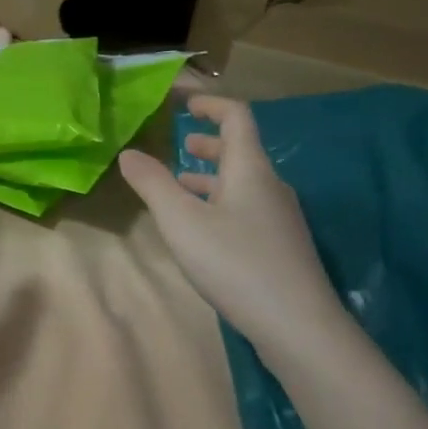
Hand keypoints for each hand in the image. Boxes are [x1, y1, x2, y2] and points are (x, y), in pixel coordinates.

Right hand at [118, 95, 344, 358]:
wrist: (298, 325)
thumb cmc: (236, 263)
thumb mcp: (182, 222)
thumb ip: (153, 184)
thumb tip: (129, 153)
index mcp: (250, 169)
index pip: (236, 117)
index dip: (211, 104)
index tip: (185, 103)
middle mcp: (270, 186)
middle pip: (241, 151)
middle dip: (210, 143)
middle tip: (183, 143)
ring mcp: (280, 218)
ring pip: (243, 184)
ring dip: (212, 178)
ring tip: (182, 185)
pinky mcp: (281, 247)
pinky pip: (247, 209)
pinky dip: (221, 204)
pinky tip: (204, 230)